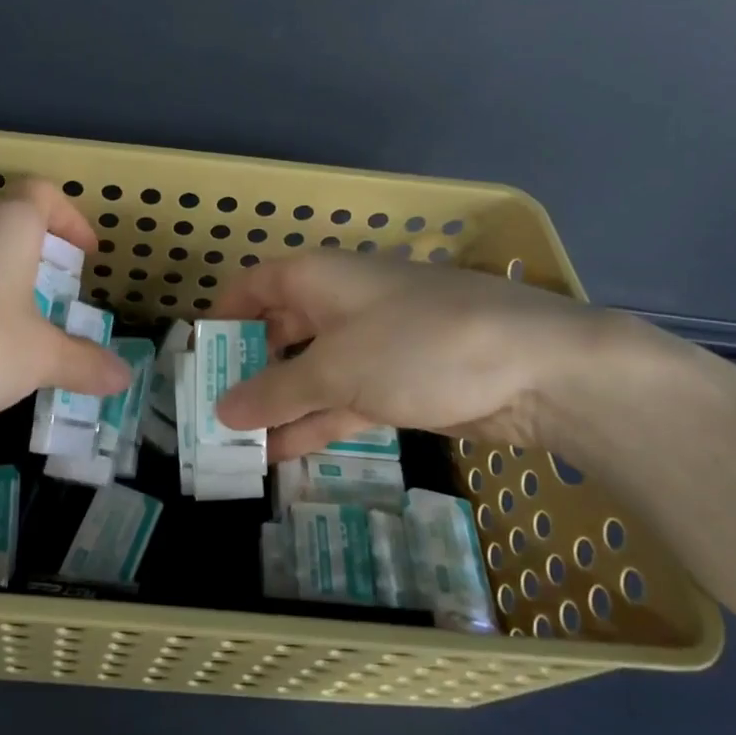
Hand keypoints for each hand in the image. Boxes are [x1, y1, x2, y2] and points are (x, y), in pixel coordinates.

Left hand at [0, 178, 131, 445]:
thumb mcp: (39, 357)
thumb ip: (83, 363)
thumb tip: (123, 375)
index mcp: (6, 227)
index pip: (43, 194)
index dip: (71, 218)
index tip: (86, 257)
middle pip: (10, 230)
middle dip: (41, 264)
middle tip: (63, 304)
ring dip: (6, 297)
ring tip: (30, 342)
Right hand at [210, 251, 620, 459]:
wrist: (536, 368)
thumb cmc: (418, 344)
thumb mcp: (335, 368)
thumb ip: (275, 392)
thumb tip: (222, 409)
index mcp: (319, 278)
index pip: (255, 285)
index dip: (223, 314)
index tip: (199, 355)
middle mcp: (339, 305)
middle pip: (278, 331)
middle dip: (247, 369)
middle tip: (211, 410)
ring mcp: (370, 345)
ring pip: (309, 373)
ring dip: (277, 406)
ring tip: (236, 444)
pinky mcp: (396, 383)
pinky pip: (340, 401)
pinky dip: (313, 424)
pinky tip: (280, 456)